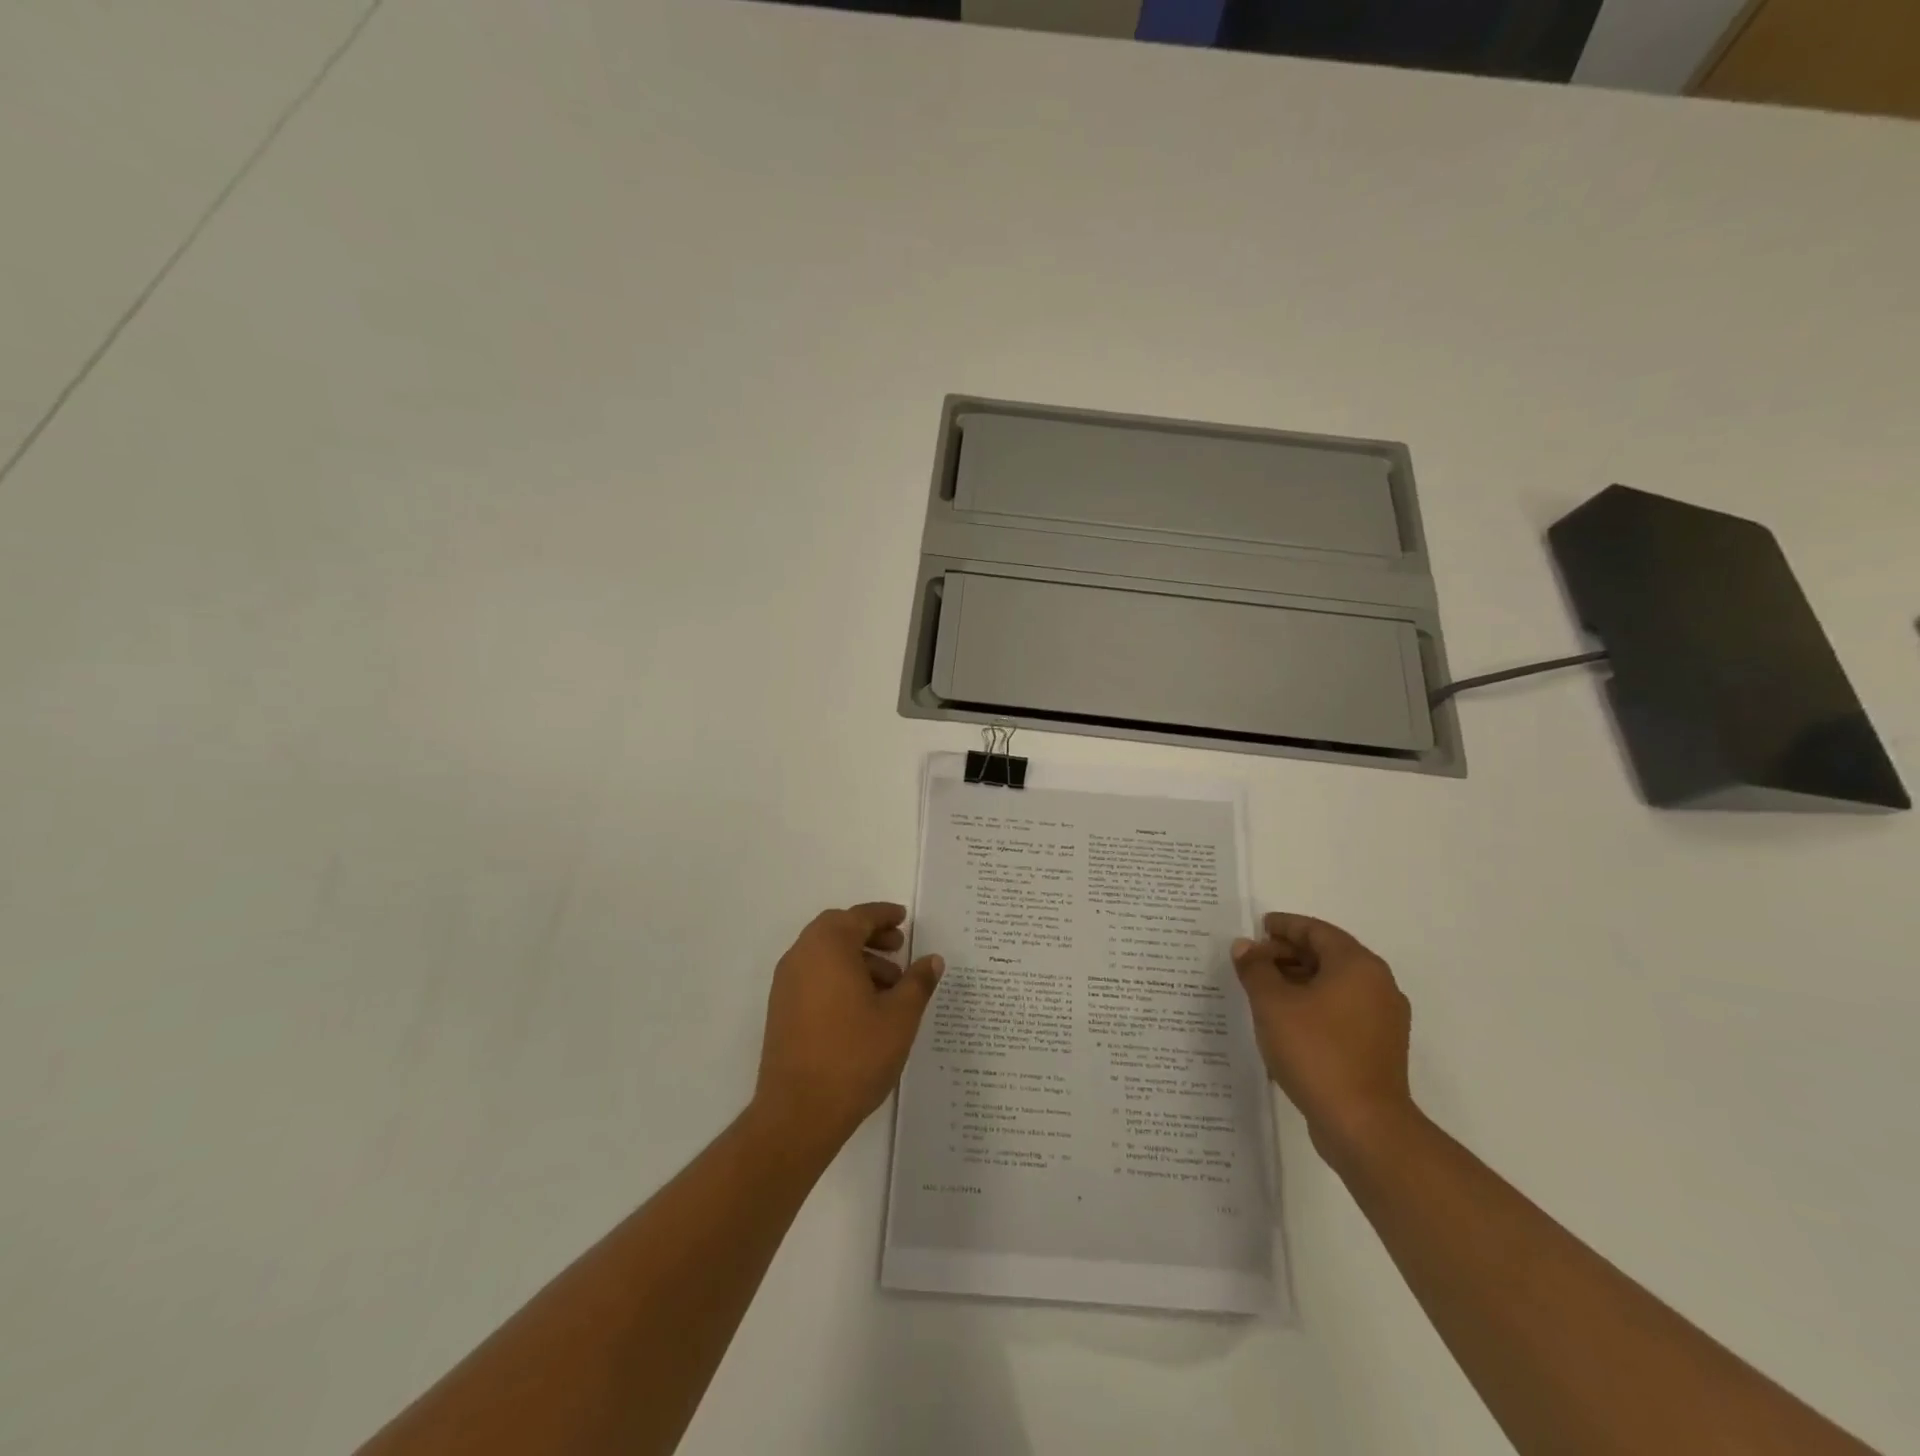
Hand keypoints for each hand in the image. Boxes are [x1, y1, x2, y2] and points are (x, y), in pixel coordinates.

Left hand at [751, 903, 943, 1160]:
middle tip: (899, 947)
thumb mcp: (900, 1017)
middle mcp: (802, 955)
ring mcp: (786, 983)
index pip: (859, 917)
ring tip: (890, 985)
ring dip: (857, 958)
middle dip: (870, 934)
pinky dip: (839, 976)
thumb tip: (932, 959)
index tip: (904, 919)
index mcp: (828, 946)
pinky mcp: (781, 1009)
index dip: (884, 915)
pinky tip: (864, 1006)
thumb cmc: (855, 1055)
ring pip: (825, 954)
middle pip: (838, 929)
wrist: (799, 1112)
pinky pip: (814, 975)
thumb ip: (918, 982)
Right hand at [1232, 913, 1413, 1165]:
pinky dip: (1314, 1005)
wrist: (1364, 1126)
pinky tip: (1286, 1021)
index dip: (1285, 926)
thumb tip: (1246, 947)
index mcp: (1357, 966)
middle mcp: (1378, 985)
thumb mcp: (1272, 1004)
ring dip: (1299, 981)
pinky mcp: (1379, 1048)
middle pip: (1328, 956)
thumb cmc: (1316, 1052)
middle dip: (1288, 954)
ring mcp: (1383, 1019)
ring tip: (1263, 991)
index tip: (1258, 927)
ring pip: (1335, 985)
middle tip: (1253, 961)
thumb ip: (1255, 969)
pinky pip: (1342, 1011)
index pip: (1317, 931)